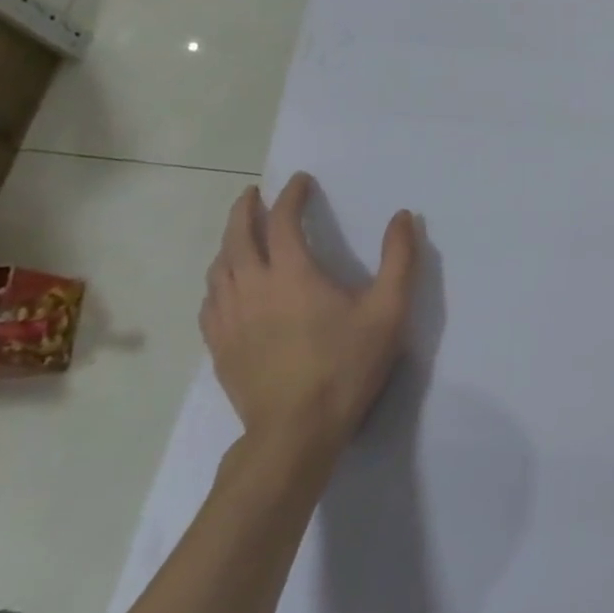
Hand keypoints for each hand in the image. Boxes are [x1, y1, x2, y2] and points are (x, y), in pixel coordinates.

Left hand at [201, 173, 418, 463]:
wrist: (295, 432)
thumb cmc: (346, 365)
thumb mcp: (389, 310)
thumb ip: (400, 259)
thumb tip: (403, 217)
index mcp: (292, 274)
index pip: (282, 222)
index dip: (290, 196)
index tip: (300, 181)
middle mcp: (252, 288)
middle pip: (237, 237)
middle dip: (245, 210)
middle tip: (253, 193)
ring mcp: (229, 319)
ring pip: (219, 268)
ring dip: (228, 242)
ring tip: (239, 233)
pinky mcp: (219, 346)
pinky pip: (210, 300)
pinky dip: (218, 279)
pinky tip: (226, 285)